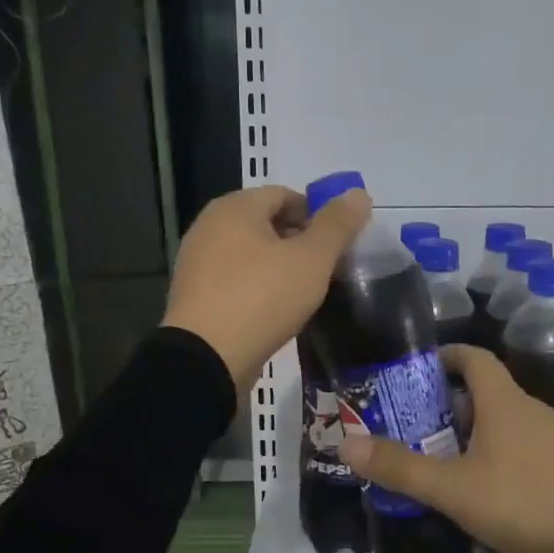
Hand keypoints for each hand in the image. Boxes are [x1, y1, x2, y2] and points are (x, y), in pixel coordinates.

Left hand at [162, 183, 370, 393]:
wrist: (206, 358)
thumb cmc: (262, 297)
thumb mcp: (312, 259)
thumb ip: (337, 225)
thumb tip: (359, 194)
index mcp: (235, 207)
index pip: (285, 195)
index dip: (317, 214)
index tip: (338, 243)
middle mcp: (209, 226)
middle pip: (266, 223)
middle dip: (299, 241)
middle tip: (327, 268)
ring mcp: (197, 262)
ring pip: (250, 253)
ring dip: (279, 266)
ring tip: (305, 292)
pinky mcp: (194, 295)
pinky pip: (235, 280)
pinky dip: (258, 286)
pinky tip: (276, 310)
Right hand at [339, 345, 553, 552]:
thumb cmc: (521, 501)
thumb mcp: (453, 489)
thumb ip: (401, 468)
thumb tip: (347, 444)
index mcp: (503, 402)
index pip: (474, 357)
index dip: (446, 356)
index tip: (419, 370)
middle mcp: (530, 408)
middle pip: (486, 390)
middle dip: (450, 401)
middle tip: (417, 423)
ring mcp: (553, 435)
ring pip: (504, 418)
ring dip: (473, 428)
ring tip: (444, 455)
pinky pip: (523, 442)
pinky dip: (498, 449)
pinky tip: (485, 482)